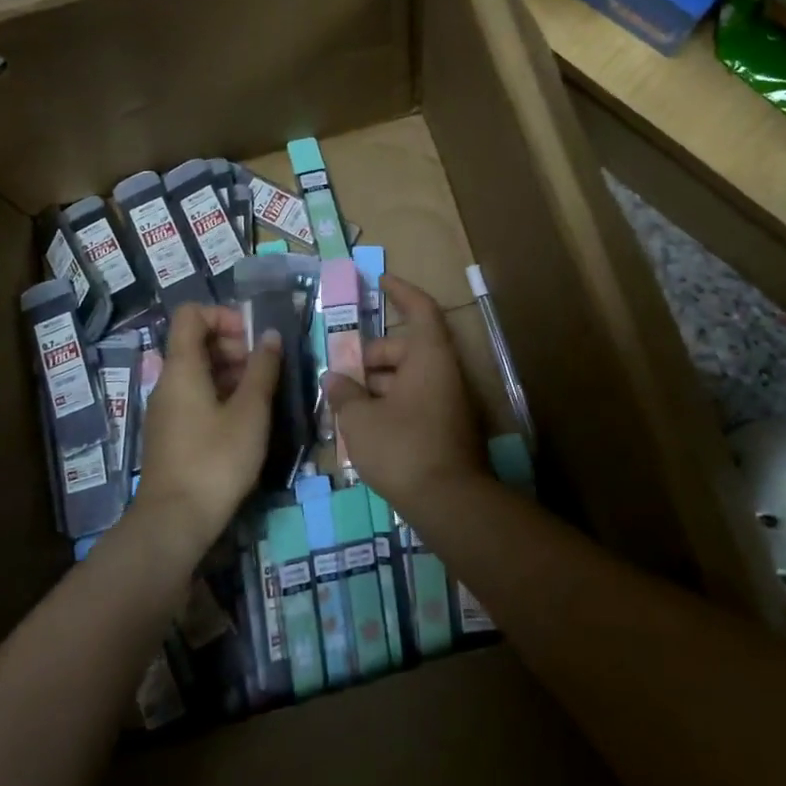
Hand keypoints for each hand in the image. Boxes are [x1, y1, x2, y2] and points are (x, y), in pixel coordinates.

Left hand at [135, 303, 280, 554]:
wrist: (173, 523)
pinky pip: (195, 396)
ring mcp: (167, 408)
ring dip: (231, 371)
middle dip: (234, 344)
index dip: (223, 314)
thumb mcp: (250, 412)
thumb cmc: (215, 460)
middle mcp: (168, 381)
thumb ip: (262, 369)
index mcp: (182, 367)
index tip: (253, 336)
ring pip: (199, 370)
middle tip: (264, 368)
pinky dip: (221, 394)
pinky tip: (245, 419)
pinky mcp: (171, 432)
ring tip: (262, 394)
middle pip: (196, 341)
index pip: (191, 314)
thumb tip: (270, 335)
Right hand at [322, 275, 485, 514]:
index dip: (400, 291)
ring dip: (377, 384)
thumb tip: (334, 378)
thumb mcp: (361, 420)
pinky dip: (390, 404)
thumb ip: (345, 393)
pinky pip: (415, 401)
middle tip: (340, 372)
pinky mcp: (447, 428)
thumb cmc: (403, 447)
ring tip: (344, 402)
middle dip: (371, 356)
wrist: (450, 503)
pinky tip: (364, 426)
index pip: (420, 309)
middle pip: (406, 348)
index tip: (380, 281)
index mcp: (429, 357)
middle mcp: (444, 372)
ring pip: (408, 378)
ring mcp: (449, 402)